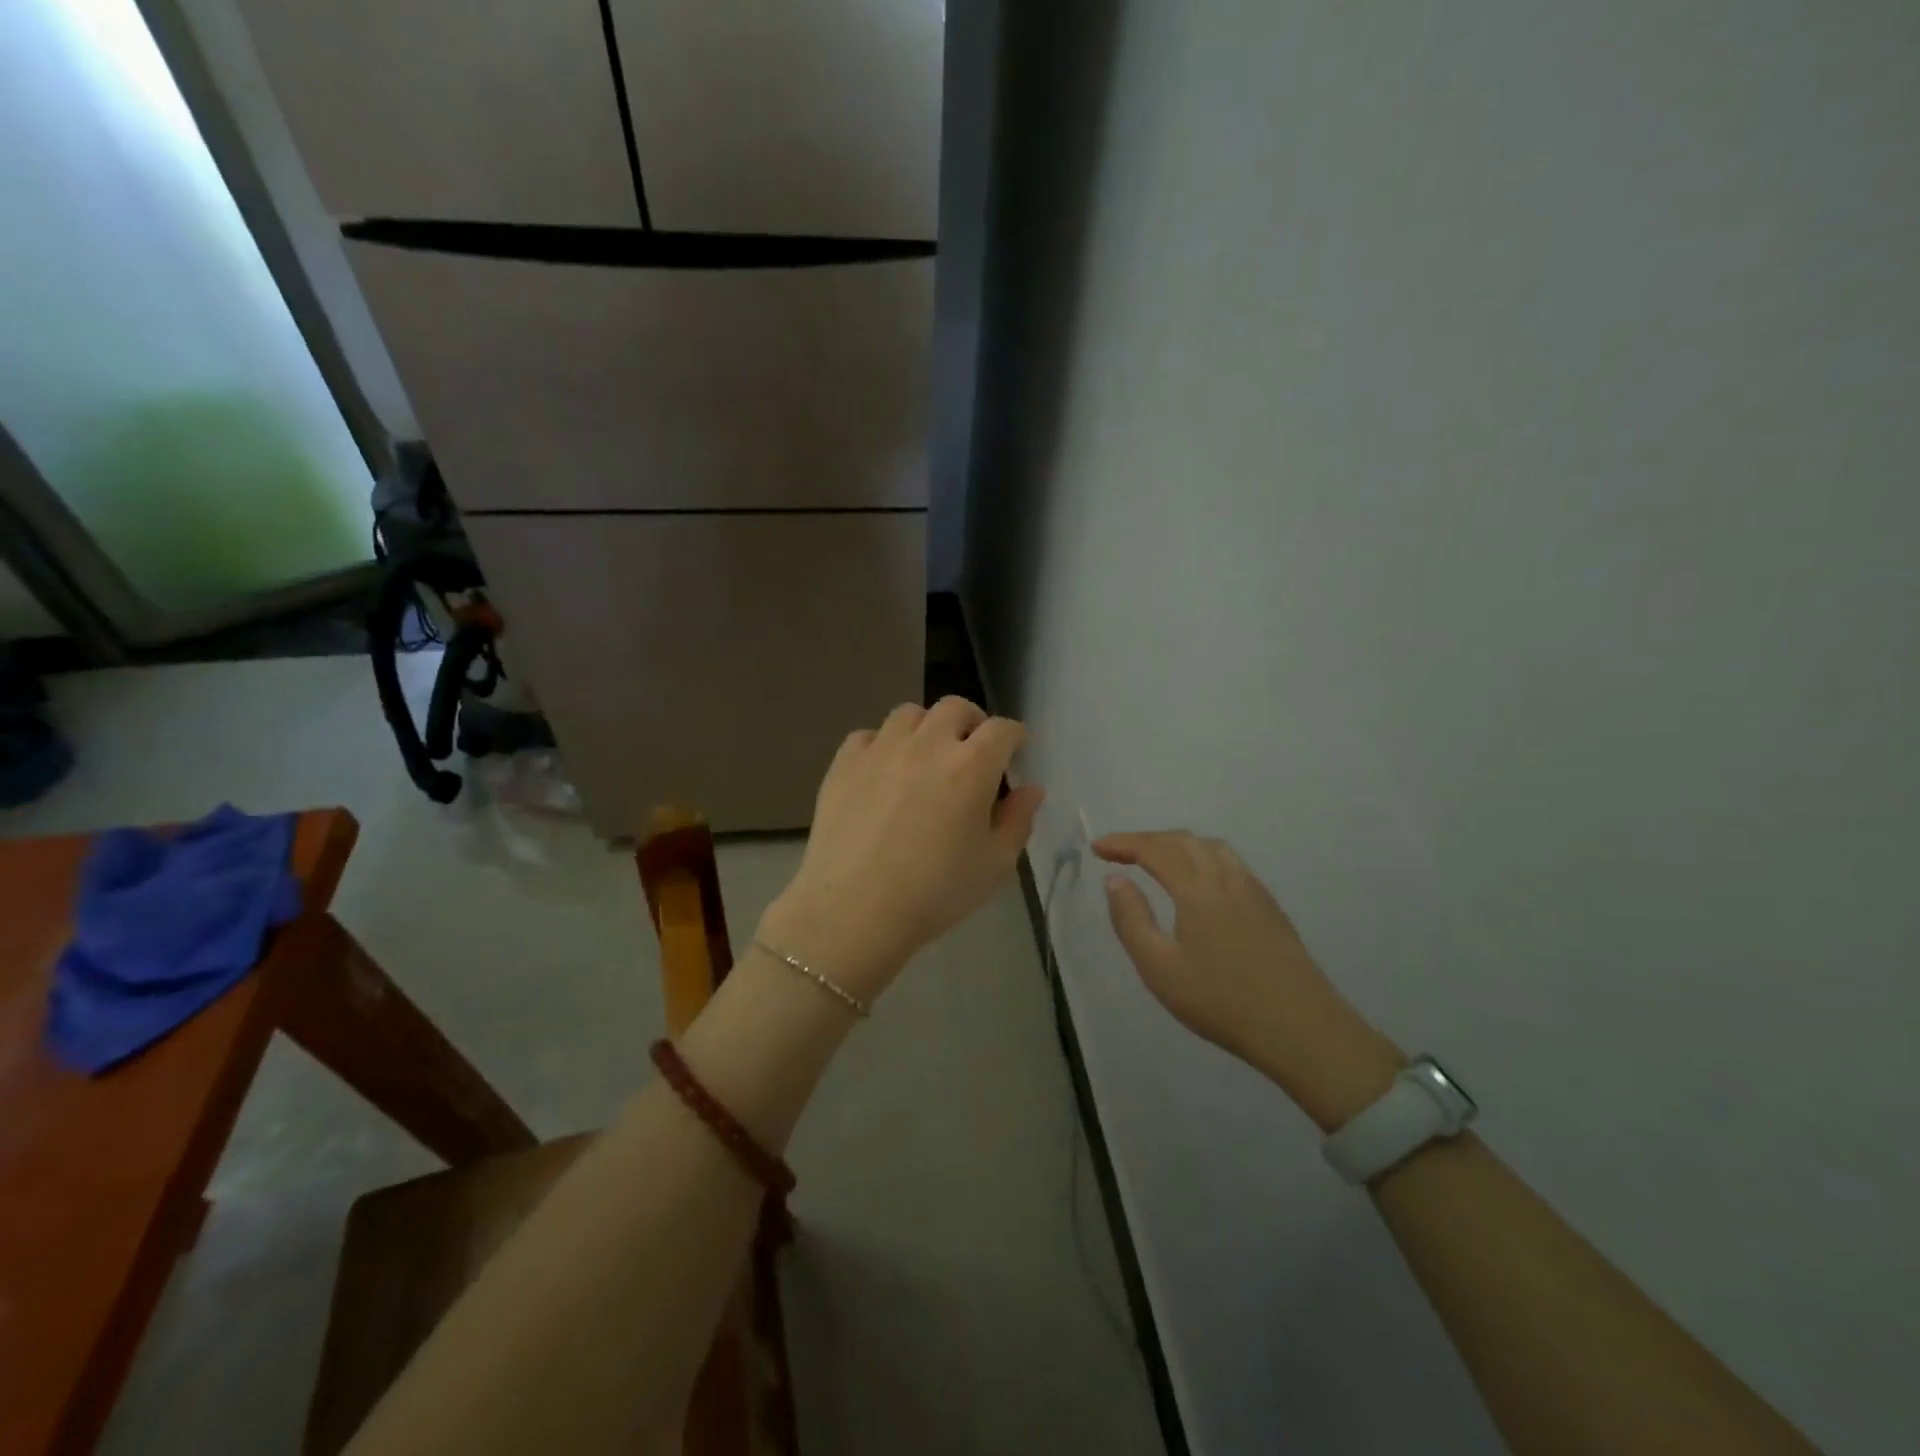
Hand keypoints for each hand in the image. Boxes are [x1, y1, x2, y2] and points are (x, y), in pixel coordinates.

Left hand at [759, 698, 1045, 1001]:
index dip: (1014, 736)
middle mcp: (927, 744)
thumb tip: (1031, 790)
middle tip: (973, 750)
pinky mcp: (845, 762)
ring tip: (926, 756)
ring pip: (910, 714)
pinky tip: (883, 772)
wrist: (855, 910)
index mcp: (972, 766)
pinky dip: (883, 745)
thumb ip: (1018, 820)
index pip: (1003, 729)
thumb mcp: (994, 864)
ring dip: (927, 727)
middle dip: (972, 722)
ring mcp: (882, 749)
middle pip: (955, 708)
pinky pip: (869, 735)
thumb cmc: (935, 892)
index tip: (1015, 750)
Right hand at [1095, 831, 1401, 1130]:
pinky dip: (1202, 856)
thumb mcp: (1159, 968)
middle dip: (1147, 840)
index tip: (1097, 847)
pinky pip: (1230, 862)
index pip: (1154, 849)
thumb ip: (1131, 920)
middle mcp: (1226, 878)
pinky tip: (1200, 881)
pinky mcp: (1270, 906)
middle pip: (1183, 841)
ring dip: (1177, 844)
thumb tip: (1115, 880)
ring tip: (1156, 860)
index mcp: (1197, 889)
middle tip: (1119, 853)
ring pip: (1211, 847)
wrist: (1300, 1028)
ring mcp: (1253, 890)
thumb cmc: (1221, 1000)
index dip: (1123, 843)